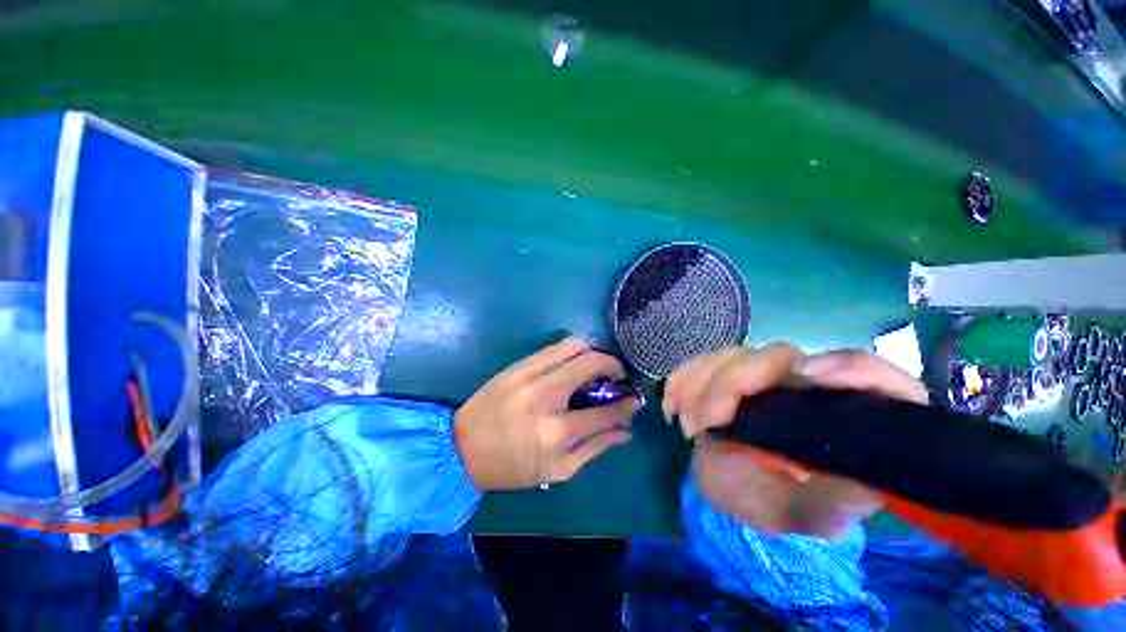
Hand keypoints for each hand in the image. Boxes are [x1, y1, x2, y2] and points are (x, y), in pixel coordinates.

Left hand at [454, 337, 640, 490]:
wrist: (463, 447)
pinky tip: (571, 366)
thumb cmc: (512, 466)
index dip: (626, 405)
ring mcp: (530, 374)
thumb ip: (596, 447)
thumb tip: (626, 430)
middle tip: (615, 377)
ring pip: (574, 345)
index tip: (633, 400)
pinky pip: (554, 347)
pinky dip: (571, 352)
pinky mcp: (518, 364)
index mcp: (557, 431)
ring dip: (593, 353)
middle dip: (613, 366)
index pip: (605, 410)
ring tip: (594, 369)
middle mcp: (546, 395)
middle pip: (592, 363)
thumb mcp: (558, 471)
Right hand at [664, 345, 928, 536]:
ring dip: (699, 383)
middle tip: (703, 424)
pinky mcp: (730, 371)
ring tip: (685, 423)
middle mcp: (805, 381)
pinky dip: (682, 378)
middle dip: (731, 384)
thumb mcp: (810, 513)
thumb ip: (835, 500)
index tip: (805, 378)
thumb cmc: (781, 501)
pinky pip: (702, 361)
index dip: (846, 366)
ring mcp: (762, 373)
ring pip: (732, 355)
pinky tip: (671, 404)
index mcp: (844, 412)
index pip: (866, 371)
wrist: (740, 487)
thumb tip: (864, 478)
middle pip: (777, 356)